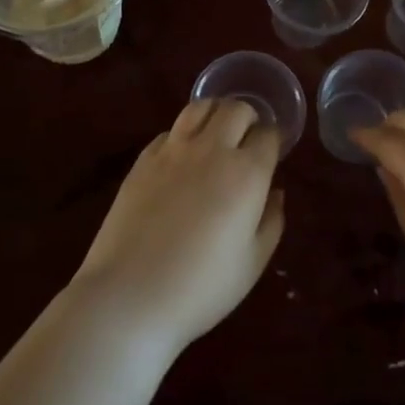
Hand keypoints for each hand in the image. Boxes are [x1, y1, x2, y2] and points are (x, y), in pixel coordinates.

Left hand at [69, 100, 284, 355]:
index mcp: (246, 173)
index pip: (268, 134)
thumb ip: (271, 221)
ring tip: (217, 135)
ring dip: (215, 114)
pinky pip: (170, 131)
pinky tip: (182, 158)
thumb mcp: (252, 264)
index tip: (272, 154)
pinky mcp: (143, 159)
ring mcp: (173, 150)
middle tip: (247, 140)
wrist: (130, 297)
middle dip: (248, 118)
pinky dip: (184, 135)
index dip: (273, 141)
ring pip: (200, 106)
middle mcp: (212, 150)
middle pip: (236, 108)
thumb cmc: (201, 288)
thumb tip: (274, 192)